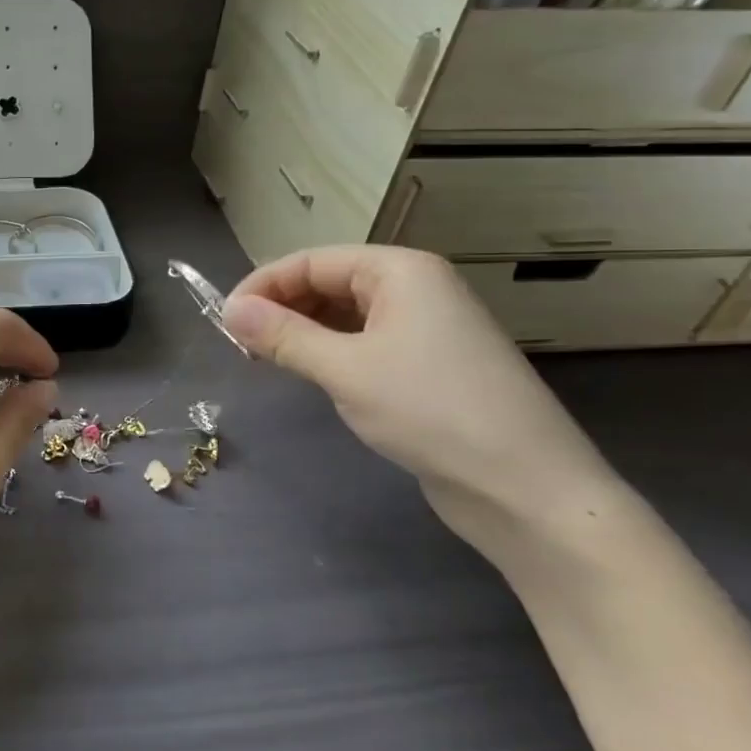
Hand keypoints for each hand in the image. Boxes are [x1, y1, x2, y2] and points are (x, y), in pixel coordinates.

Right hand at [222, 247, 623, 557]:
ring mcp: (426, 328)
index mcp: (400, 271)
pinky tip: (310, 373)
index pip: (312, 261)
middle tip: (240, 346)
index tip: (223, 322)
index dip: (262, 286)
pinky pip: (364, 343)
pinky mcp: (428, 366)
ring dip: (302, 332)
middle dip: (281, 308)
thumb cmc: (432, 412)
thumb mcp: (345, 370)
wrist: (527, 489)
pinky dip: (330, 352)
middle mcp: (415, 288)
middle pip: (328, 283)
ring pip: (344, 315)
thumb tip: (230, 310)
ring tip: (266, 361)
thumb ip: (283, 336)